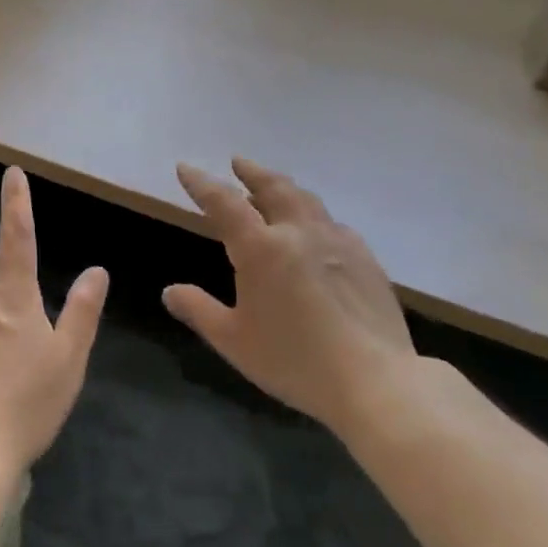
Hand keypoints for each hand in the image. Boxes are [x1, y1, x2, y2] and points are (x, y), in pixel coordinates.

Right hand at [166, 160, 417, 437]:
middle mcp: (298, 233)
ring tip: (273, 188)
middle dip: (251, 172)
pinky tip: (316, 230)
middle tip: (238, 162)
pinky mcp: (366, 260)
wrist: (377, 384)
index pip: (223, 202)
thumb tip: (170, 292)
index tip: (186, 168)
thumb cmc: (295, 361)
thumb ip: (199, 310)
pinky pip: (333, 224)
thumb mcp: (233, 341)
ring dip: (283, 188)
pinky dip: (314, 217)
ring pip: (306, 200)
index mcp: (261, 248)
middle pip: (272, 188)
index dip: (202, 183)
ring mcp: (337, 243)